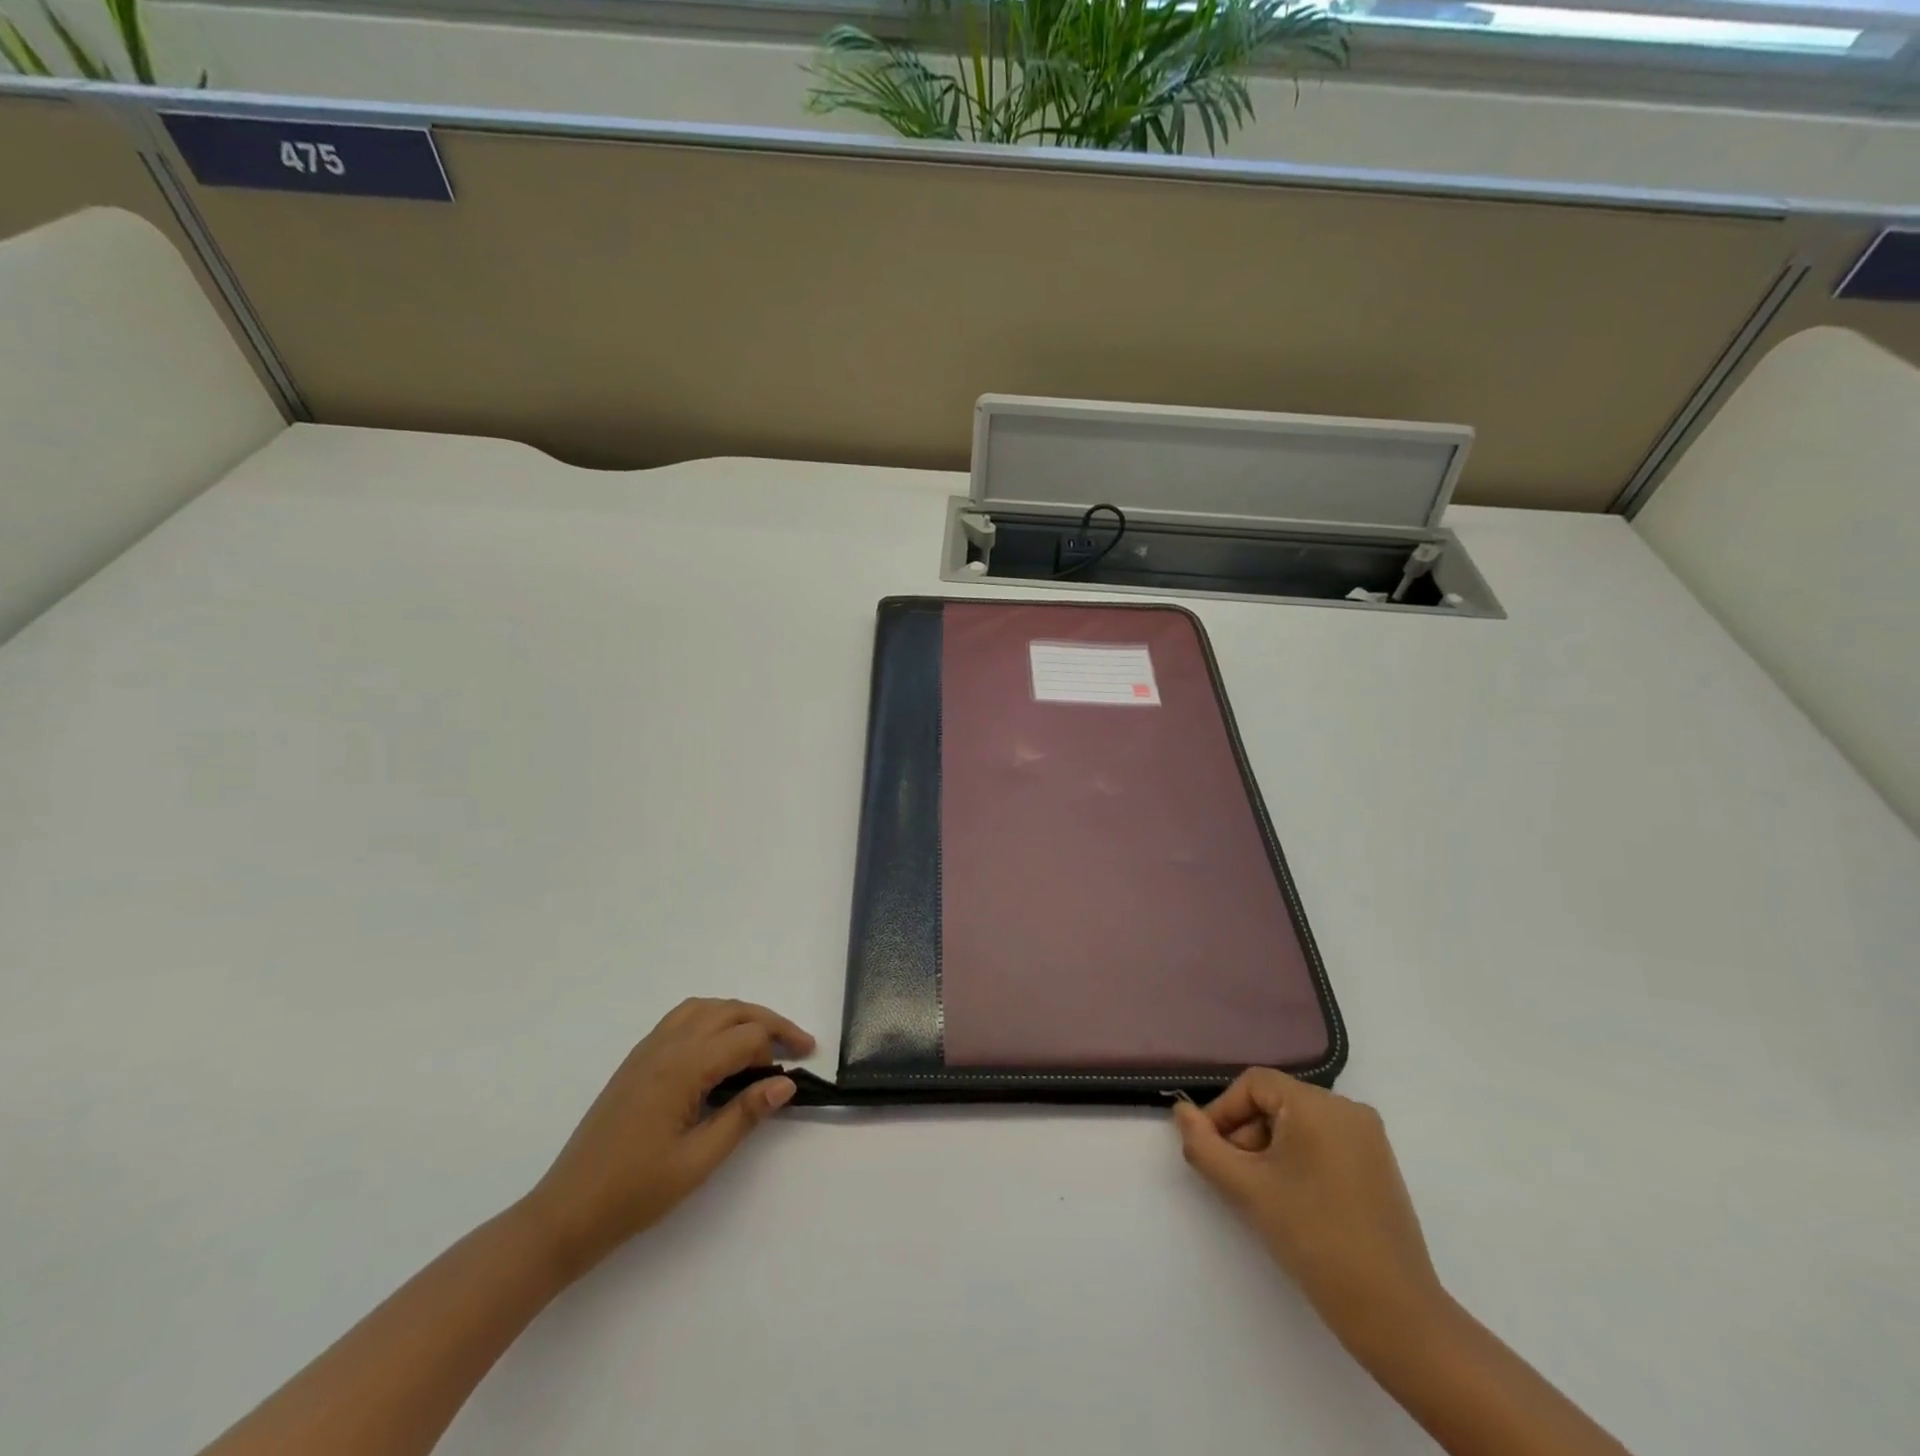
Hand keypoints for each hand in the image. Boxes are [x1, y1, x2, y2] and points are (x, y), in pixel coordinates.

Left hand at [523, 998, 813, 1276]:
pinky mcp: (636, 1061)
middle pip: (728, 1011)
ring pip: (704, 1008)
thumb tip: (785, 1084)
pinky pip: (681, 1019)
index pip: (745, 1037)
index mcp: (682, 1068)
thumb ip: (743, 1116)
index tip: (804, 1066)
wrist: (566, 1213)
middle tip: (797, 1044)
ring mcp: (647, 1050)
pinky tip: (720, 1047)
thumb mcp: (698, 1161)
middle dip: (767, 1022)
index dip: (780, 1045)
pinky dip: (711, 1018)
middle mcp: (665, 1047)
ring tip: (763, 1041)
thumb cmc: (635, 1193)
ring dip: (739, 1015)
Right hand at [1174, 1070, 1450, 1365]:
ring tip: (1262, 1194)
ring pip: (1298, 1124)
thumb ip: (1204, 1145)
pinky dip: (1298, 1160)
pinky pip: (1323, 1142)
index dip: (1223, 1112)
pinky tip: (1293, 1200)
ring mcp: (1368, 1137)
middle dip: (1246, 1134)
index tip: (1210, 1152)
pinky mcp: (1378, 1165)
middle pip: (1276, 1102)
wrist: (1394, 1313)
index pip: (1253, 1084)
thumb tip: (1181, 1111)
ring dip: (1269, 1149)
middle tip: (1235, 1178)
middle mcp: (1348, 1108)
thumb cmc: (1313, 1238)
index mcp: (1318, 1104)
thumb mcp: (1246, 1188)